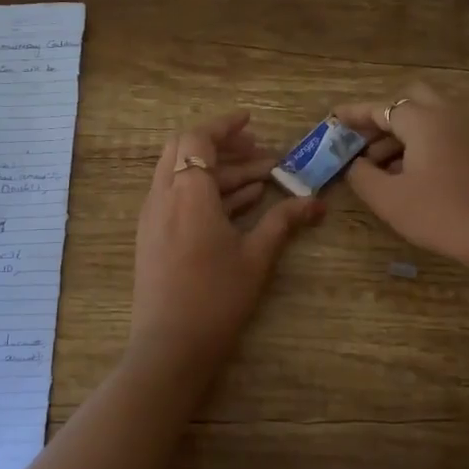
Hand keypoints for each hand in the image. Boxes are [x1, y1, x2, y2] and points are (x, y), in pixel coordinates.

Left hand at [129, 111, 324, 375]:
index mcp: (187, 193)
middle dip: (221, 145)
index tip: (251, 122)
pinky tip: (238, 204)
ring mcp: (153, 217)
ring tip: (261, 179)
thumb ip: (283, 221)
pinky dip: (205, 192)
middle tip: (257, 150)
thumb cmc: (216, 297)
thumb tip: (316, 202)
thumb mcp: (256, 257)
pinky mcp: (153, 236)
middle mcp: (163, 196)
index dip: (224, 126)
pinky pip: (177, 197)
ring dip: (218, 171)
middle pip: (184, 150)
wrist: (170, 347)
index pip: (198, 139)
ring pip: (181, 174)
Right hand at [336, 84, 468, 286]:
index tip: (333, 118)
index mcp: (423, 121)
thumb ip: (362, 175)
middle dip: (382, 117)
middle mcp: (448, 116)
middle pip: (410, 100)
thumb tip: (353, 163)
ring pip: (428, 118)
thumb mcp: (389, 199)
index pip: (381, 107)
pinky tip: (409, 175)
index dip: (355, 113)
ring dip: (401, 133)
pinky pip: (444, 135)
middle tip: (362, 141)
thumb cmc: (441, 215)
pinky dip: (422, 144)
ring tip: (378, 166)